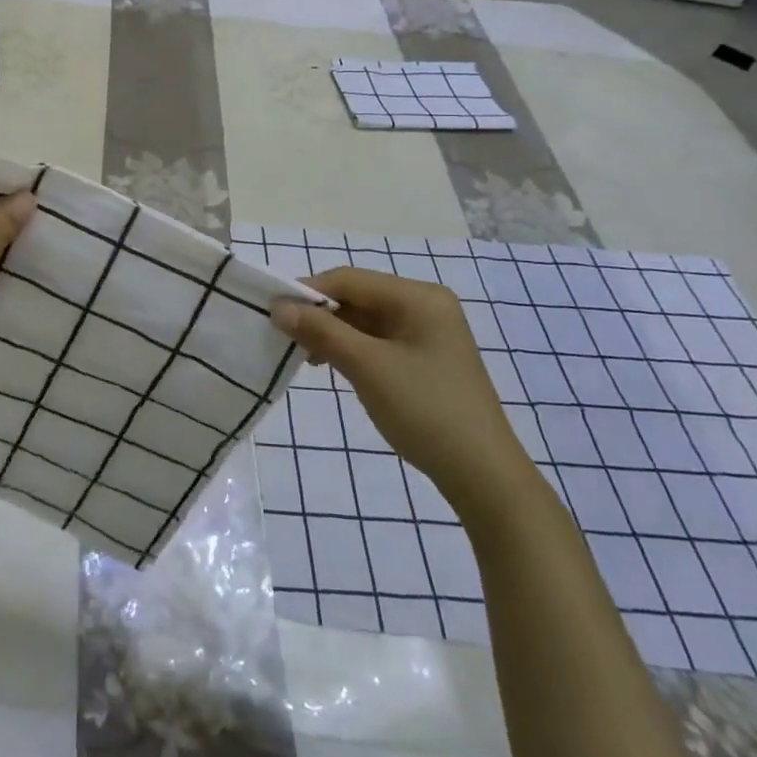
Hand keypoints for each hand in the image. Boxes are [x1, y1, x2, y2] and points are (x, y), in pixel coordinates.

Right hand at [271, 268, 537, 522]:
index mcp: (419, 297)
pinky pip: (378, 340)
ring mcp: (428, 333)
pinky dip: (352, 348)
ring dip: (333, 333)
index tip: (272, 311)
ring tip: (305, 355)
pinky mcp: (426, 358)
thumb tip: (278, 306)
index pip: (350, 279)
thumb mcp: (368, 367)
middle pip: (358, 296)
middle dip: (320, 314)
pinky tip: (331, 365)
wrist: (484, 478)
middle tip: (285, 336)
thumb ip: (321, 331)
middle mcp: (426, 305)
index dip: (308, 291)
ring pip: (365, 320)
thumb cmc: (426, 412)